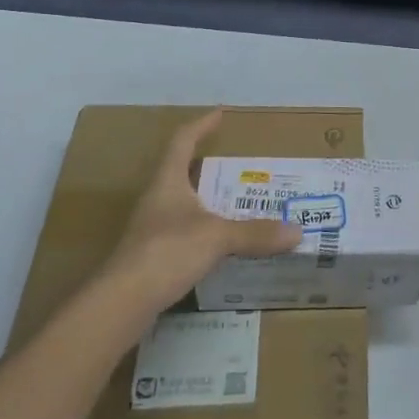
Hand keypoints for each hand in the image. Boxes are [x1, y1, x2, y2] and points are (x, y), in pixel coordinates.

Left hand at [103, 111, 300, 311]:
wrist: (121, 304)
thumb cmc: (166, 252)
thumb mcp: (217, 237)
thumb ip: (255, 233)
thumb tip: (297, 231)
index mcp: (167, 182)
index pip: (182, 141)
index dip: (201, 125)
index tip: (220, 114)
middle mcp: (156, 200)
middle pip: (181, 172)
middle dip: (209, 166)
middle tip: (239, 165)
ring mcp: (150, 229)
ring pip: (182, 204)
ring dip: (207, 200)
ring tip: (236, 202)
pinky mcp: (151, 257)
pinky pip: (183, 232)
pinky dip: (203, 230)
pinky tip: (221, 243)